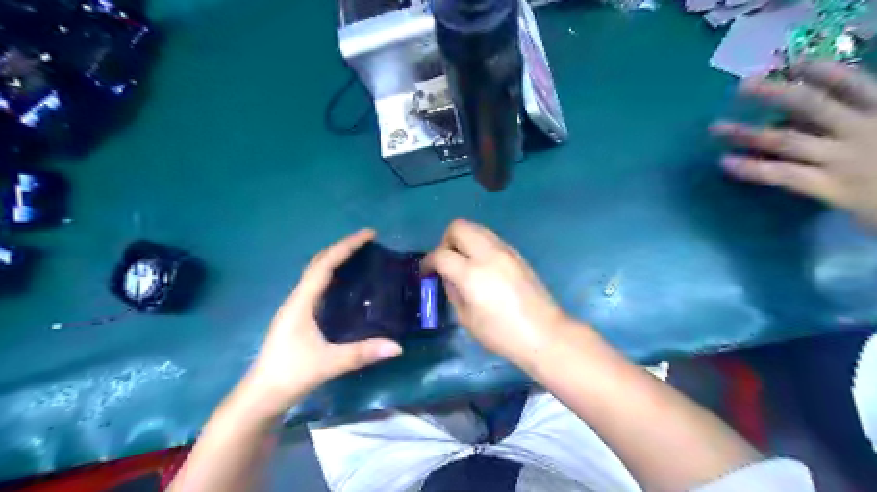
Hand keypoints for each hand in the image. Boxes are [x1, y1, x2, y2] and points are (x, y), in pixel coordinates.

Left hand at [241, 228, 401, 414]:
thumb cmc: (290, 374)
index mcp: (301, 302)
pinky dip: (333, 276)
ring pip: (317, 274)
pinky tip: (346, 285)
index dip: (347, 246)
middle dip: (343, 248)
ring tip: (360, 256)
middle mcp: (297, 299)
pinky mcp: (298, 318)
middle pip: (319, 263)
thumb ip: (362, 354)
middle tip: (368, 241)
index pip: (325, 264)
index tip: (369, 234)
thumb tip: (397, 346)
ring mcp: (296, 307)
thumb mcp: (328, 363)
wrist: (261, 396)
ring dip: (337, 260)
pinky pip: (318, 287)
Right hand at [425, 219, 577, 368]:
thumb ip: (453, 292)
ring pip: (476, 228)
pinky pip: (491, 239)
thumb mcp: (467, 319)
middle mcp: (488, 254)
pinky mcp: (517, 254)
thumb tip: (448, 277)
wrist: (544, 333)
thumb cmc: (502, 334)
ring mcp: (505, 251)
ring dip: (464, 241)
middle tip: (447, 262)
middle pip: (458, 227)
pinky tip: (483, 267)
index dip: (428, 262)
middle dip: (446, 241)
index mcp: (472, 274)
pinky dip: (480, 246)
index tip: (426, 273)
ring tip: (464, 263)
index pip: (441, 254)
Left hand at [715, 62, 876, 227]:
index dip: (821, 71)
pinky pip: (782, 175)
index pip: (852, 83)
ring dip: (747, 132)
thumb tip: (798, 118)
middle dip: (773, 93)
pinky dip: (752, 168)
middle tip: (741, 86)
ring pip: (786, 141)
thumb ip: (855, 120)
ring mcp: (843, 160)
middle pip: (811, 105)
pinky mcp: (831, 188)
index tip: (793, 63)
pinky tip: (725, 162)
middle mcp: (862, 130)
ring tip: (715, 128)